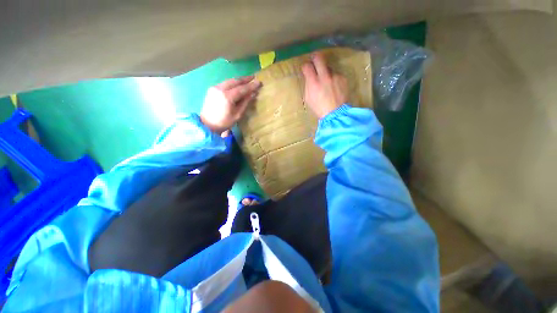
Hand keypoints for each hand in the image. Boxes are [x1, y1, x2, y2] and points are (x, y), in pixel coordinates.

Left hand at [200, 76, 261, 134]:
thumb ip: (245, 103)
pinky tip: (237, 84)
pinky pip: (225, 83)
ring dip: (239, 80)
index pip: (242, 88)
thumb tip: (253, 94)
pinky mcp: (212, 89)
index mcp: (227, 97)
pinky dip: (232, 83)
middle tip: (254, 77)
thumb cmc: (224, 122)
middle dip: (245, 79)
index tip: (259, 82)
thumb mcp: (237, 115)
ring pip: (229, 80)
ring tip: (247, 79)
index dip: (251, 86)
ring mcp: (215, 88)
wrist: (208, 125)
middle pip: (235, 81)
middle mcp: (220, 89)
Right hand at [301, 52, 347, 118]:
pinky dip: (334, 79)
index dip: (305, 66)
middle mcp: (324, 76)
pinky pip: (336, 74)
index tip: (306, 68)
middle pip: (319, 58)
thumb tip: (309, 77)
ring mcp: (335, 76)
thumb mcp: (308, 98)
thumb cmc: (319, 108)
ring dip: (326, 72)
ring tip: (327, 82)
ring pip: (328, 68)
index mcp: (313, 83)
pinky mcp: (343, 78)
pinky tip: (334, 87)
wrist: (335, 113)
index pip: (307, 66)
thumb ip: (308, 85)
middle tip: (315, 60)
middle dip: (315, 57)